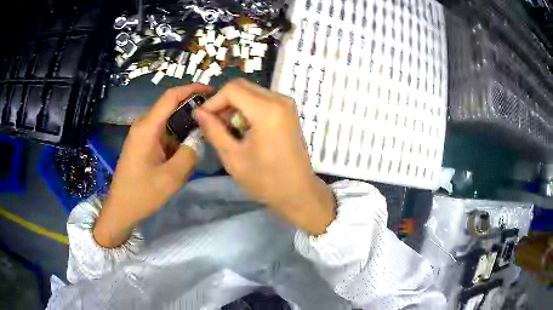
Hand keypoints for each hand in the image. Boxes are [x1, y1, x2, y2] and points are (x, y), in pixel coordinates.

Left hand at [94, 84, 211, 247]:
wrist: (121, 208)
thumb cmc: (142, 194)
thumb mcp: (170, 178)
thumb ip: (189, 154)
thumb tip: (199, 138)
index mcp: (147, 128)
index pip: (171, 97)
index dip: (191, 89)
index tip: (211, 90)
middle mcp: (143, 125)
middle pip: (171, 108)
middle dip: (191, 113)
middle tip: (210, 123)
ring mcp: (141, 135)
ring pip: (168, 124)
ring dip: (183, 131)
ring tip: (198, 145)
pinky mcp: (142, 144)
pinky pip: (163, 135)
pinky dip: (175, 141)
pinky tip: (182, 158)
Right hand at [195, 79, 335, 234]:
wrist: (298, 192)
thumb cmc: (266, 180)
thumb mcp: (233, 157)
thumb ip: (214, 130)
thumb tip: (199, 112)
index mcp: (267, 110)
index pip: (232, 89)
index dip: (213, 101)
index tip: (203, 119)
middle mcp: (279, 99)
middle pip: (242, 86)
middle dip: (223, 102)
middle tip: (213, 123)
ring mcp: (286, 103)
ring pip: (251, 91)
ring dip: (234, 105)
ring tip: (226, 128)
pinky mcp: (288, 110)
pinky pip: (261, 99)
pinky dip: (247, 108)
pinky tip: (242, 127)